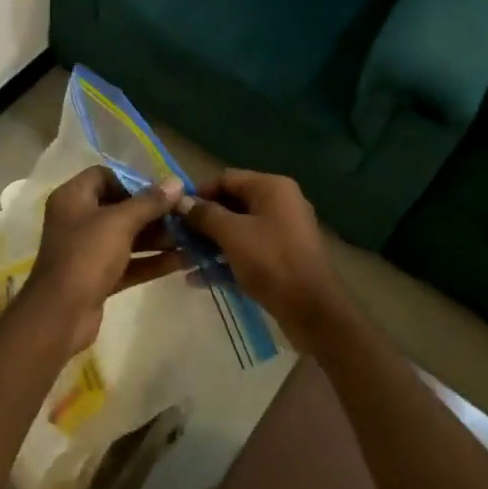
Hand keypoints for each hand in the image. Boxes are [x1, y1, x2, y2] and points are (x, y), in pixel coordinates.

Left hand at [20, 167, 187, 353]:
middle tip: (184, 215)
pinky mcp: (98, 277)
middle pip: (120, 207)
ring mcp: (87, 250)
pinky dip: (152, 261)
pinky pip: (129, 262)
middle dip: (153, 212)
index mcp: (73, 198)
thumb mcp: (120, 222)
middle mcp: (78, 220)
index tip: (162, 191)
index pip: (104, 176)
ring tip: (191, 237)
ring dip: (158, 237)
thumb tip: (176, 182)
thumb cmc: (86, 256)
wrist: (60, 316)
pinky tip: (183, 260)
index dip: (133, 181)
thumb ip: (150, 202)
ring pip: (127, 237)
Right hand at [178, 170, 349, 348]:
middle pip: (232, 204)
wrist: (313, 310)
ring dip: (210, 243)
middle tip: (176, 237)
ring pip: (238, 230)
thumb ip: (205, 215)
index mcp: (271, 188)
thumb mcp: (232, 234)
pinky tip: (199, 278)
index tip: (174, 212)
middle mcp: (279, 203)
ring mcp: (282, 232)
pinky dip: (225, 260)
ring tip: (182, 258)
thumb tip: (181, 202)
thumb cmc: (271, 261)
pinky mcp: (281, 258)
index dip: (199, 193)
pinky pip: (247, 251)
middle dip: (203, 221)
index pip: (226, 178)